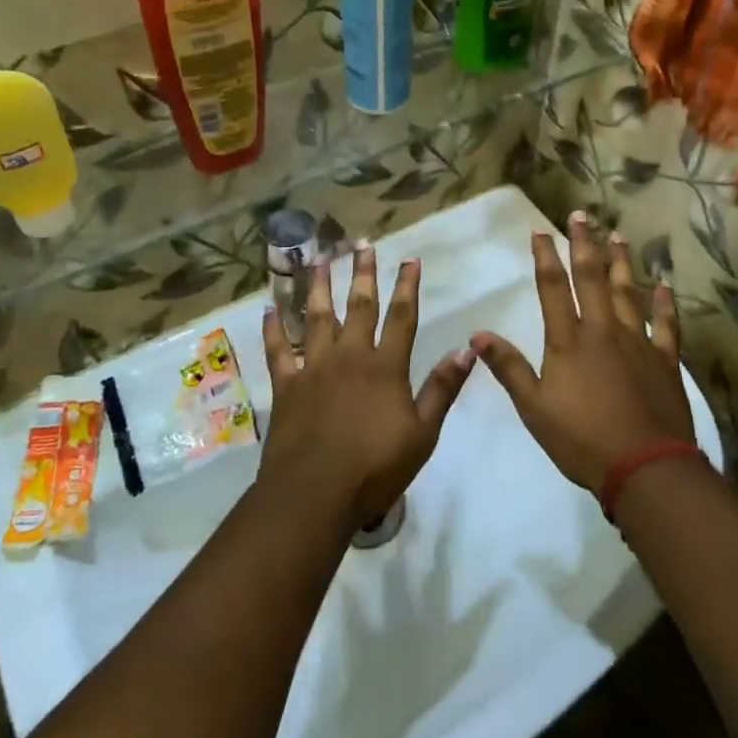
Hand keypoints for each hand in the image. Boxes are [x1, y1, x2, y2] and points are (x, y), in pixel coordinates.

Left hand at [260, 242, 472, 529]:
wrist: (315, 493)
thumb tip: (467, 349)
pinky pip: (278, 350)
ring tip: (319, 259)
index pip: (402, 317)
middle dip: (363, 274)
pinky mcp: (286, 385)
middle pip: (359, 306)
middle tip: (361, 244)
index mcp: (385, 367)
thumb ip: (443, 388)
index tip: (409, 258)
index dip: (407, 286)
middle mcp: (350, 356)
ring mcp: (314, 367)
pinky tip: (269, 309)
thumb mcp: (423, 433)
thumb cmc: (375, 467)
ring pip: (316, 317)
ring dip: (318, 286)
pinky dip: (273, 329)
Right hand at [473, 212, 691, 492]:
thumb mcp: (534, 407)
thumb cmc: (582, 439)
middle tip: (581, 215)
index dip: (545, 256)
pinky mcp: (665, 360)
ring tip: (618, 236)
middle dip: (584, 244)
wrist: (645, 467)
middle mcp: (603, 330)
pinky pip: (666, 325)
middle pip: (592, 278)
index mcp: (569, 340)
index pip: (553, 287)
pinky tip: (664, 286)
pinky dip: (665, 304)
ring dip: (621, 263)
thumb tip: (478, 334)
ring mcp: (638, 342)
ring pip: (628, 292)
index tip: (541, 231)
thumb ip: (509, 367)